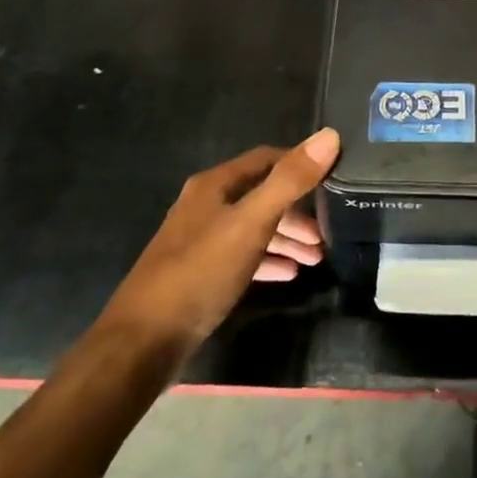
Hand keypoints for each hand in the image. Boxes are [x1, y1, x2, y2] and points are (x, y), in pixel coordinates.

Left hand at [98, 129, 338, 366]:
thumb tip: (330, 135)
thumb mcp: (251, 223)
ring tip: (316, 258)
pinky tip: (289, 274)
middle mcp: (205, 206)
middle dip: (297, 211)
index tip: (333, 178)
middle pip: (261, 196)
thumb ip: (290, 181)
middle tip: (327, 232)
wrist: (143, 342)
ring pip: (253, 228)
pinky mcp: (199, 274)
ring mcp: (200, 241)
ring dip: (286, 238)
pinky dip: (268, 260)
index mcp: (214, 186)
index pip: (266, 159)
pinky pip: (243, 257)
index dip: (300, 164)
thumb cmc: (200, 272)